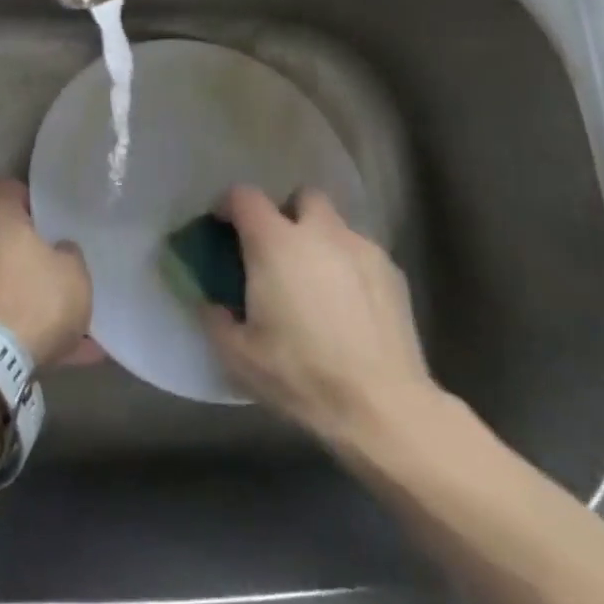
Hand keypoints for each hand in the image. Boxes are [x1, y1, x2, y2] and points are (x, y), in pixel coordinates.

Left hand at [0, 179, 100, 368]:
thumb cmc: (37, 299)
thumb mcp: (74, 272)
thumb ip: (68, 253)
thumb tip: (58, 249)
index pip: (7, 188)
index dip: (27, 196)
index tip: (45, 213)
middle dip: (23, 245)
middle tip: (51, 260)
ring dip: (19, 287)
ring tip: (57, 314)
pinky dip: (17, 323)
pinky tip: (54, 349)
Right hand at [203, 185, 440, 453]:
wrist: (383, 407)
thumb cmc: (301, 375)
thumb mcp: (238, 356)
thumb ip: (215, 319)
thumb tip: (211, 303)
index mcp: (274, 243)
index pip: (244, 196)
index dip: (228, 206)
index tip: (223, 228)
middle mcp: (319, 232)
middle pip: (301, 197)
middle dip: (287, 214)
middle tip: (277, 251)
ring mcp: (361, 248)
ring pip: (335, 225)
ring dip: (320, 241)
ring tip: (316, 283)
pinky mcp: (393, 272)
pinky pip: (361, 253)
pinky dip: (348, 266)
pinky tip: (349, 306)